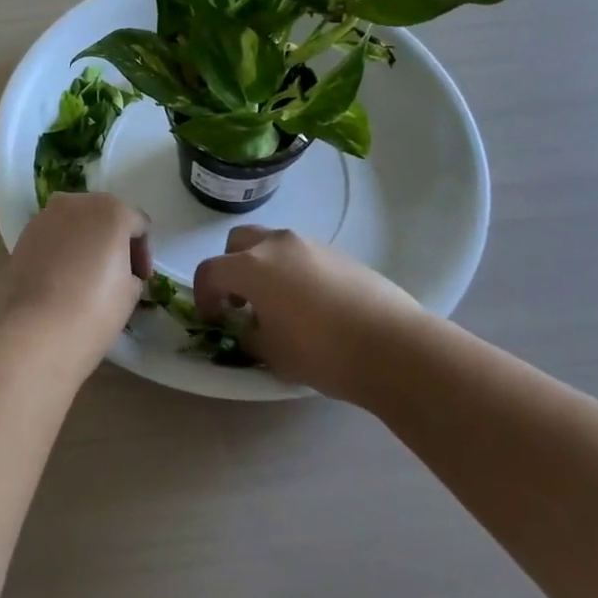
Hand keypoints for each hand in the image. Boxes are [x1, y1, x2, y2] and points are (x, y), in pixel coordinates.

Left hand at [0, 193, 150, 380]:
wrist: (33, 333)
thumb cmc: (93, 310)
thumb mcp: (130, 293)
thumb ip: (130, 272)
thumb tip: (120, 273)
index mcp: (111, 210)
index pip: (138, 225)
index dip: (143, 253)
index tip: (141, 279)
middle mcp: (76, 203)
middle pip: (103, 216)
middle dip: (112, 241)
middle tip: (117, 274)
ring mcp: (44, 218)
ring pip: (74, 225)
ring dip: (84, 243)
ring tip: (86, 277)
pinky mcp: (21, 237)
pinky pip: (52, 239)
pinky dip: (61, 252)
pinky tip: (61, 281)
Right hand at [192, 226, 427, 397]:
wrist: (393, 346)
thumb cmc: (322, 352)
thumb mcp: (272, 354)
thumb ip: (249, 336)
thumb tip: (249, 327)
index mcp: (252, 266)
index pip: (210, 271)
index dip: (204, 296)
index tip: (213, 319)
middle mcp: (277, 245)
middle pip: (238, 243)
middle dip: (231, 269)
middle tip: (241, 302)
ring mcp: (310, 245)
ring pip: (272, 245)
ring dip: (263, 268)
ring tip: (279, 306)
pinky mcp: (338, 253)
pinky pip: (301, 256)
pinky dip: (293, 272)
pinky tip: (312, 306)